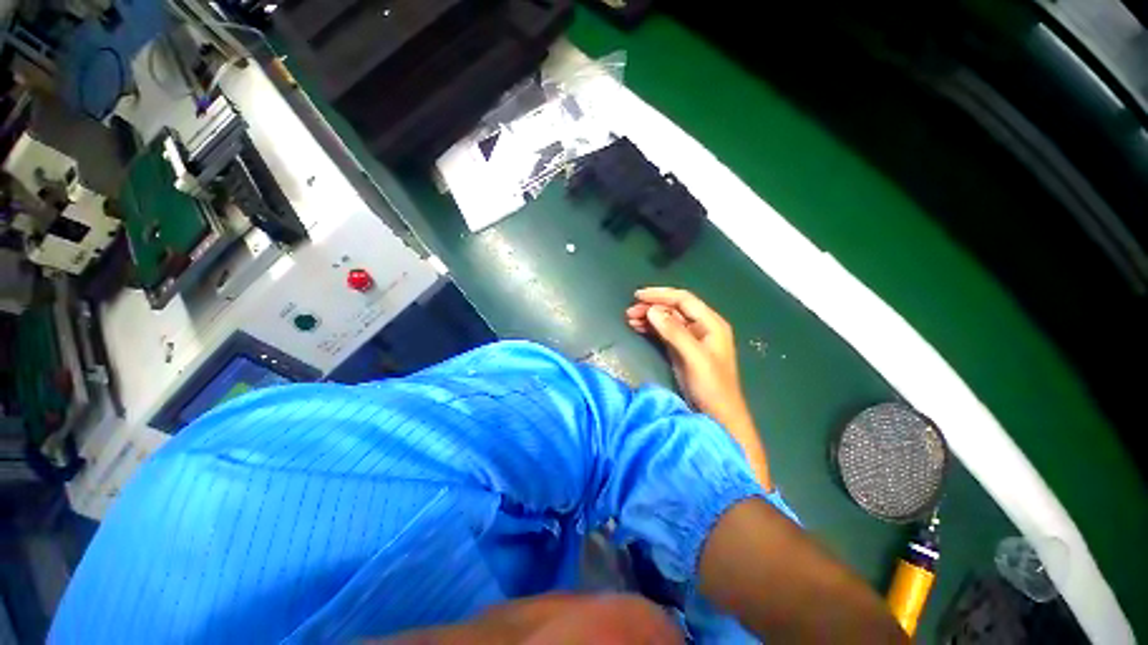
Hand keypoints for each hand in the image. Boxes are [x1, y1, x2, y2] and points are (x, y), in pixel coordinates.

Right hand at [625, 287, 749, 427]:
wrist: (719, 416)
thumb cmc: (712, 387)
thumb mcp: (694, 357)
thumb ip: (674, 332)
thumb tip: (652, 310)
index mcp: (711, 323)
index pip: (683, 300)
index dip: (660, 295)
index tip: (638, 296)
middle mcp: (702, 327)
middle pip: (674, 308)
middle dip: (652, 307)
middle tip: (630, 312)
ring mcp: (691, 338)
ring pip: (667, 320)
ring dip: (649, 317)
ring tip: (630, 319)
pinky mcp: (682, 350)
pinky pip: (665, 332)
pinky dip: (651, 329)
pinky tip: (638, 328)